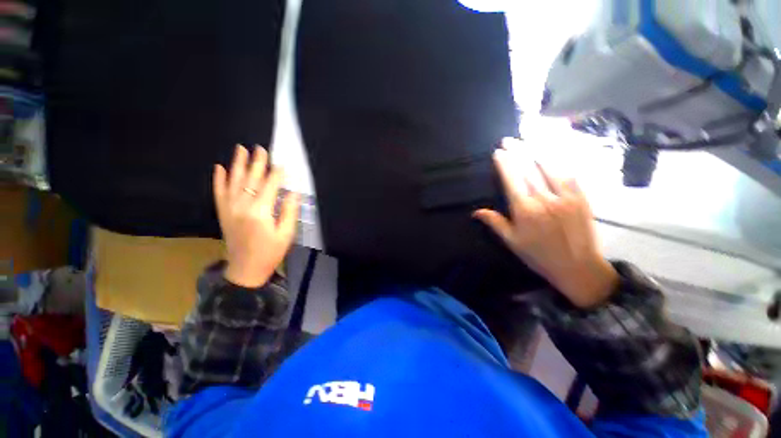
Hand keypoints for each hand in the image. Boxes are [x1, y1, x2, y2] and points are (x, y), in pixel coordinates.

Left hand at [214, 145, 299, 287]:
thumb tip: (293, 192)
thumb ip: (289, 212)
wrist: (246, 270)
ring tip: (240, 149)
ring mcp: (229, 209)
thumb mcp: (287, 234)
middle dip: (257, 163)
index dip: (276, 174)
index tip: (281, 163)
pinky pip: (218, 193)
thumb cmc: (271, 252)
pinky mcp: (223, 213)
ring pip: (233, 182)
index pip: (269, 186)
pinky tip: (220, 168)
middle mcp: (242, 206)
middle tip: (260, 148)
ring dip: (237, 164)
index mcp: (260, 212)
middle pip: (250, 180)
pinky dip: (219, 179)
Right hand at [474, 139, 617, 307]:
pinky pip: (568, 174)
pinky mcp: (581, 197)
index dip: (505, 164)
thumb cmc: (539, 255)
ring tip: (526, 140)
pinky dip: (557, 162)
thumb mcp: (512, 242)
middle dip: (517, 152)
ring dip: (536, 151)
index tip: (498, 152)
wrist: (578, 267)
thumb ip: (494, 223)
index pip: (512, 180)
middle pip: (528, 169)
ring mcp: (566, 196)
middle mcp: (545, 199)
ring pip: (549, 167)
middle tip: (508, 140)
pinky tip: (550, 154)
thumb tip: (476, 211)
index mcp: (525, 211)